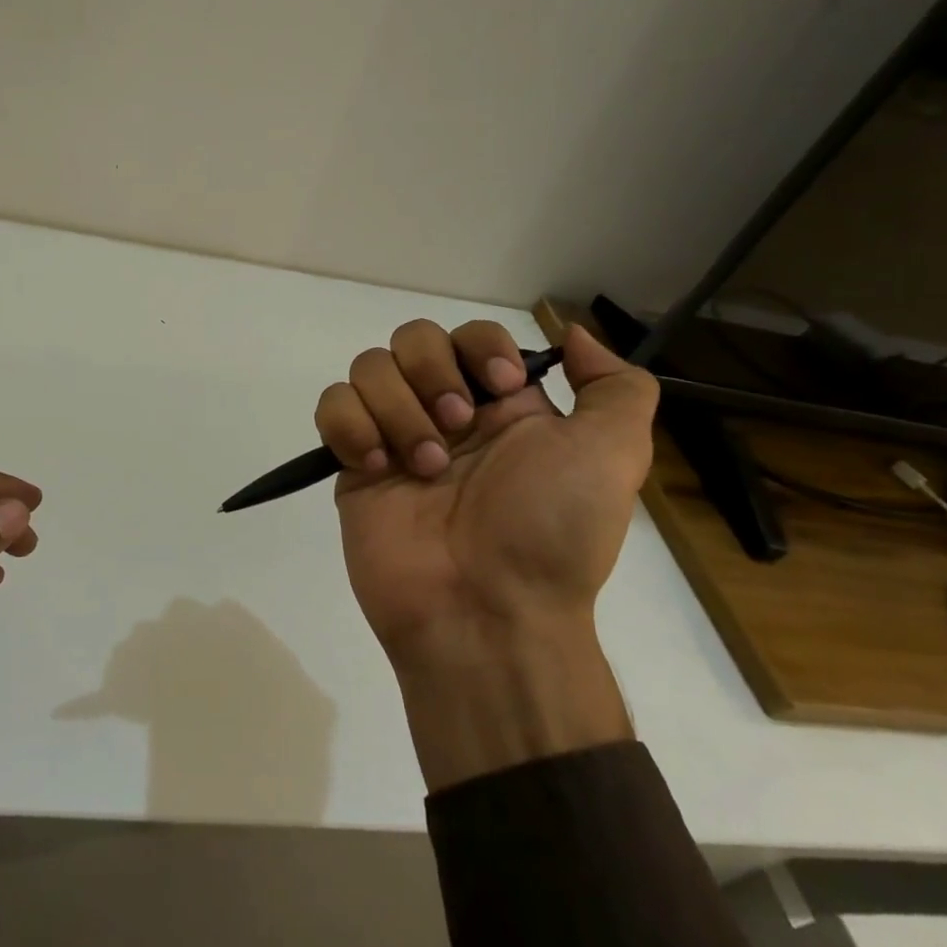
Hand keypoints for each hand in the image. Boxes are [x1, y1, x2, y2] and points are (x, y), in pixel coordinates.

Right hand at [315, 320, 657, 786]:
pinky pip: (332, 407)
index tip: (499, 388)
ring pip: (368, 368)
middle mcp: (445, 412)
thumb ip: (615, 387)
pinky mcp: (354, 465)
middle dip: (431, 373)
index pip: (471, 334)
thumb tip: (571, 335)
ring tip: (422, 466)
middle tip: (455, 431)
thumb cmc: (551, 531)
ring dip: (396, 408)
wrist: (486, 612)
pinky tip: (377, 468)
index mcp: (502, 405)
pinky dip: (351, 427)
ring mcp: (394, 436)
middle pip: (411, 338)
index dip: (479, 347)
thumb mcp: (615, 456)